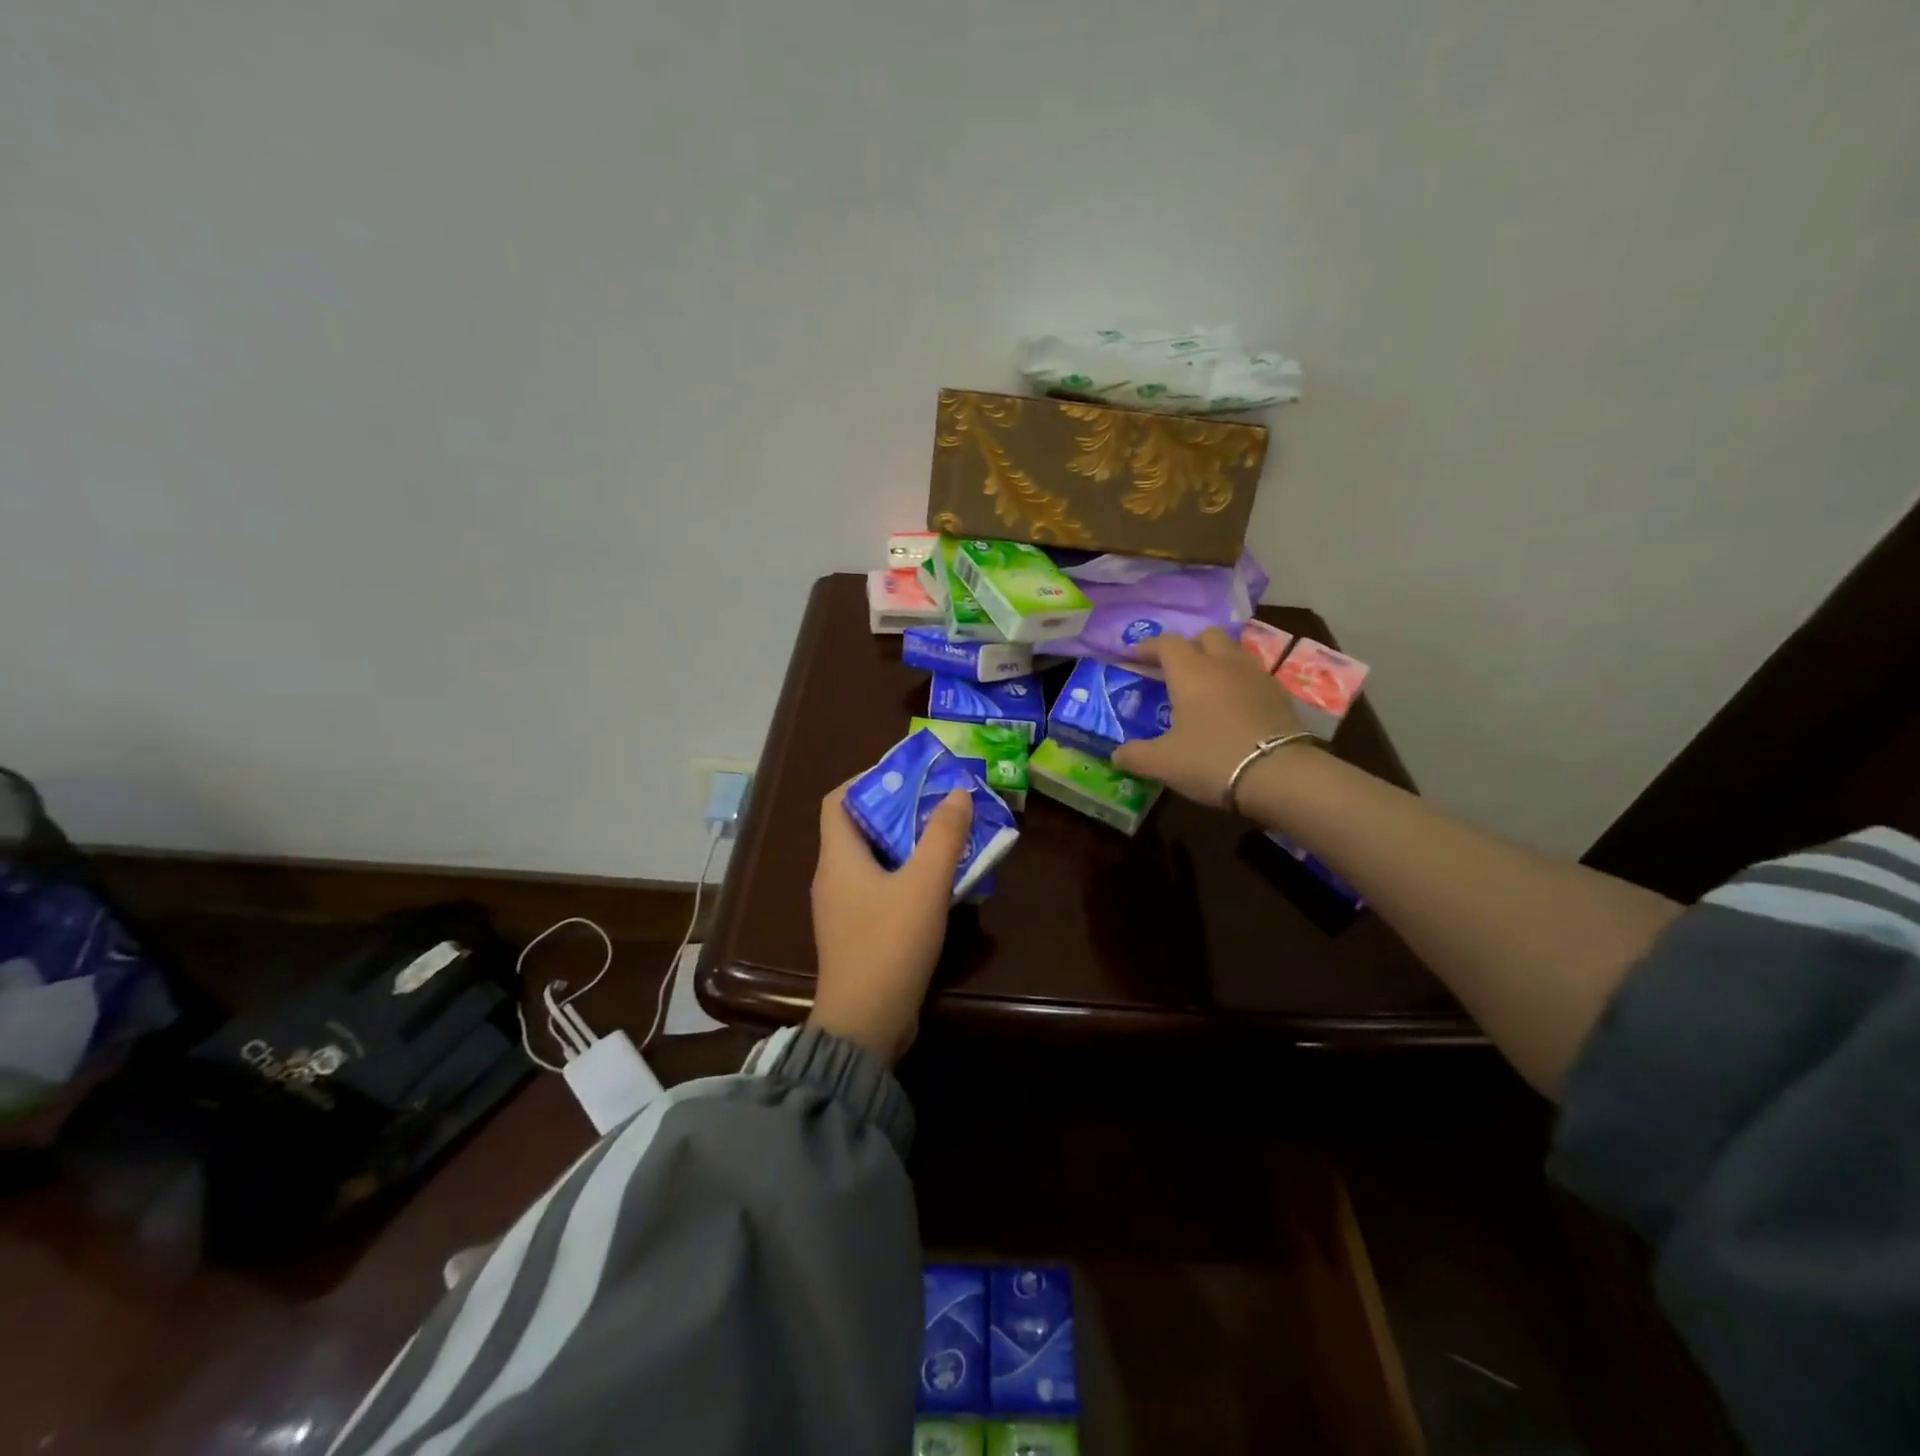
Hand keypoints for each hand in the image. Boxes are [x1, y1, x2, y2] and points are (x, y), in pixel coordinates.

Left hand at [808, 783, 972, 1063]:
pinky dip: (904, 876)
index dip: (866, 780)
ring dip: (905, 845)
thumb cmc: (889, 944)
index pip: (837, 801)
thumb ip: (943, 836)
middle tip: (937, 803)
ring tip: (944, 836)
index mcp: (838, 858)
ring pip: (872, 860)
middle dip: (897, 811)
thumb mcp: (924, 885)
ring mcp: (842, 909)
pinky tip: (937, 883)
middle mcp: (832, 878)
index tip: (905, 776)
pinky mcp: (856, 934)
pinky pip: (879, 889)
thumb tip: (957, 793)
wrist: (865, 1024)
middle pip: (858, 828)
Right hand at [1113, 628, 1307, 807]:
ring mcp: (1256, 676)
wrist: (1279, 775)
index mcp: (1190, 672)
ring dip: (1216, 660)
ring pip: (1233, 652)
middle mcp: (1224, 663)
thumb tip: (1116, 755)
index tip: (1133, 657)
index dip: (1147, 647)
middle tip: (1174, 669)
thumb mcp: (1163, 763)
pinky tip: (1234, 705)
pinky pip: (1253, 675)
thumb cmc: (1211, 760)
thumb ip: (1136, 755)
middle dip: (1187, 646)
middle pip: (1205, 636)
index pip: (1165, 643)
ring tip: (1206, 685)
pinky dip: (1239, 682)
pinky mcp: (1280, 694)